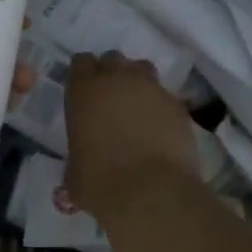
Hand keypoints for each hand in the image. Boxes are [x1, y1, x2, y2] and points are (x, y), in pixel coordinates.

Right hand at [63, 53, 201, 220]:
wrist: (152, 192)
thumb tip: (78, 174)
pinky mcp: (177, 105)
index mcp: (84, 90)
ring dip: (137, 82)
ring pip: (142, 70)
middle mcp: (117, 79)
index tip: (83, 91)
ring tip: (136, 108)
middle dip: (111, 73)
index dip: (82, 75)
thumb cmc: (101, 182)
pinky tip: (159, 128)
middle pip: (112, 59)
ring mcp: (151, 89)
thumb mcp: (74, 176)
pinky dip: (160, 106)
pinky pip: (164, 96)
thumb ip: (75, 164)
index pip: (80, 62)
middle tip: (110, 98)